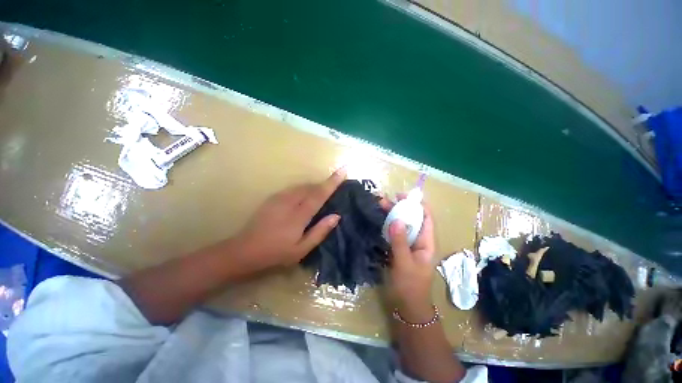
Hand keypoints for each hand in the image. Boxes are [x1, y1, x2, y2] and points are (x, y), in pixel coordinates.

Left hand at [233, 169, 346, 273]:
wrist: (245, 250)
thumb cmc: (276, 253)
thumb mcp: (302, 250)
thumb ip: (320, 231)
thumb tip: (336, 216)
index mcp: (299, 215)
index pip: (319, 194)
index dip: (332, 182)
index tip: (343, 170)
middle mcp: (290, 201)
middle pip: (311, 187)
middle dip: (324, 184)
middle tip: (334, 187)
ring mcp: (280, 198)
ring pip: (302, 186)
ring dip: (314, 187)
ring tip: (321, 193)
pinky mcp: (273, 198)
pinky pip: (293, 188)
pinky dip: (303, 189)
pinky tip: (304, 197)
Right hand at [384, 196, 435, 321]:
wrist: (408, 307)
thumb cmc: (410, 286)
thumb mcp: (404, 263)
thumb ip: (400, 242)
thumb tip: (397, 219)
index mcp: (427, 242)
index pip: (426, 218)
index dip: (417, 204)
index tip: (402, 196)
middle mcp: (419, 241)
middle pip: (412, 219)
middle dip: (401, 208)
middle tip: (385, 200)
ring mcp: (409, 245)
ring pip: (403, 225)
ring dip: (393, 215)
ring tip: (380, 206)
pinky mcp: (400, 250)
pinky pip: (396, 233)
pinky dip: (389, 225)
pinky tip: (380, 221)